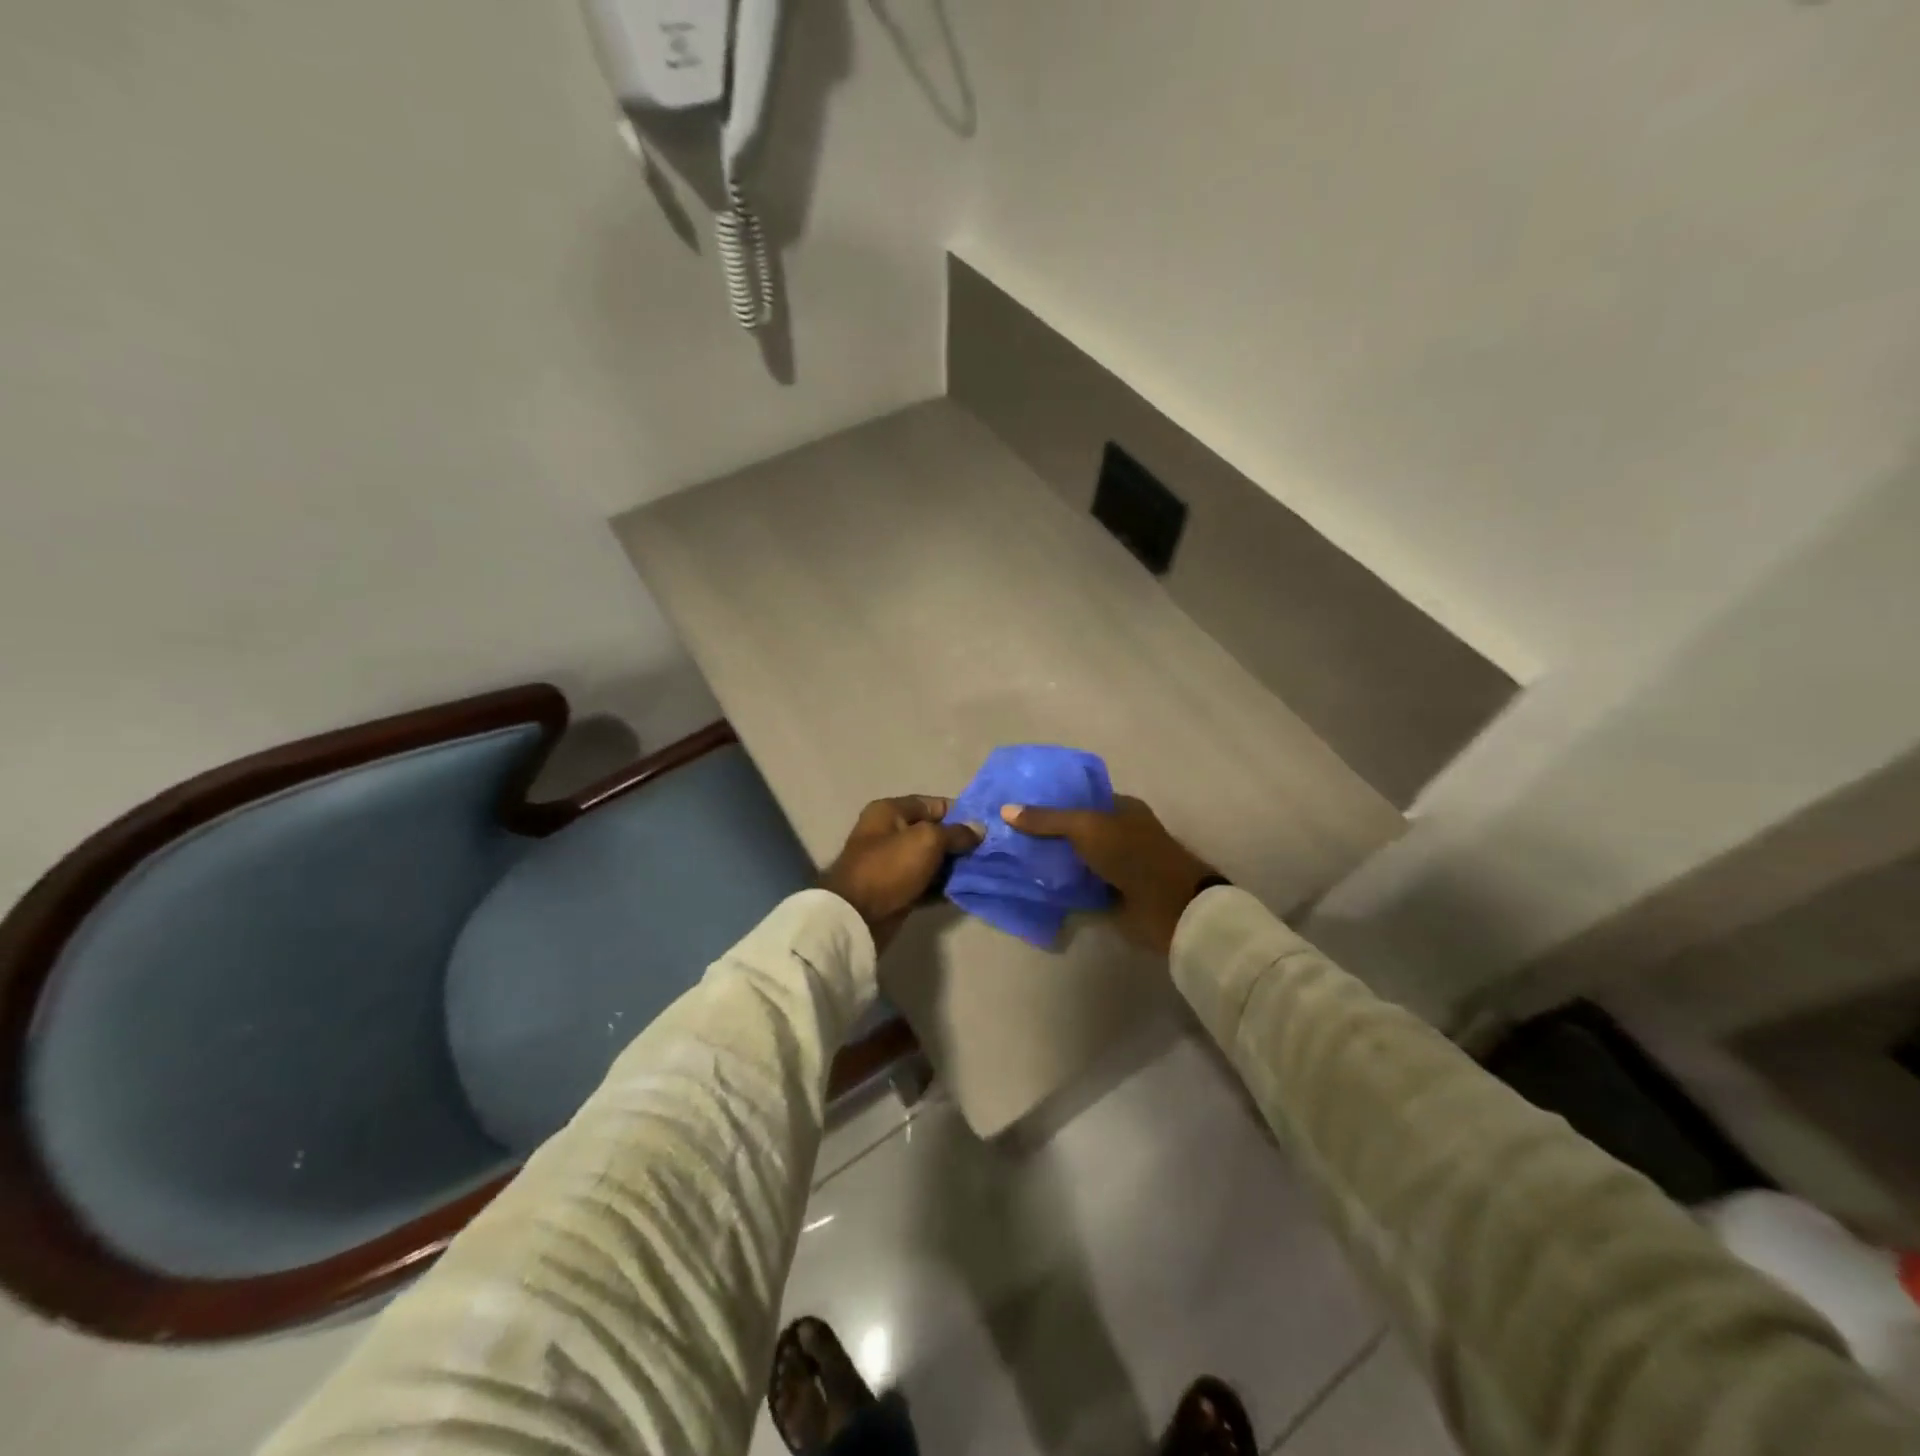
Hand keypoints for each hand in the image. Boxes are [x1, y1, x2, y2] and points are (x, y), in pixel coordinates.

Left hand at [822, 796, 982, 951]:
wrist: (857, 916)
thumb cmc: (890, 867)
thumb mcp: (927, 840)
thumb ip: (956, 832)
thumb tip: (979, 829)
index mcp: (890, 811)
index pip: (933, 804)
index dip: (961, 813)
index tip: (987, 826)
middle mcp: (890, 833)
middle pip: (934, 832)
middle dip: (961, 841)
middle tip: (990, 851)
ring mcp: (893, 864)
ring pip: (932, 860)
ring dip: (955, 866)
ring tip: (985, 870)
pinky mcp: (898, 890)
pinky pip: (927, 883)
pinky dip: (944, 886)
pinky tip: (968, 890)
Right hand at [1000, 797, 1217, 954]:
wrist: (1167, 906)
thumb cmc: (1131, 853)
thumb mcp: (1086, 827)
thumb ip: (1047, 820)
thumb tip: (1005, 810)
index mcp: (1121, 808)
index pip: (1080, 799)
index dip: (1051, 801)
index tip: (1018, 806)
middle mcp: (1118, 834)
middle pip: (1074, 830)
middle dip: (1045, 834)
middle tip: (1006, 835)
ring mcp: (1114, 866)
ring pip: (1074, 860)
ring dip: (1050, 862)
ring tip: (1009, 859)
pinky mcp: (1110, 894)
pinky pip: (1077, 886)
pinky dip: (1059, 887)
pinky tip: (1029, 884)